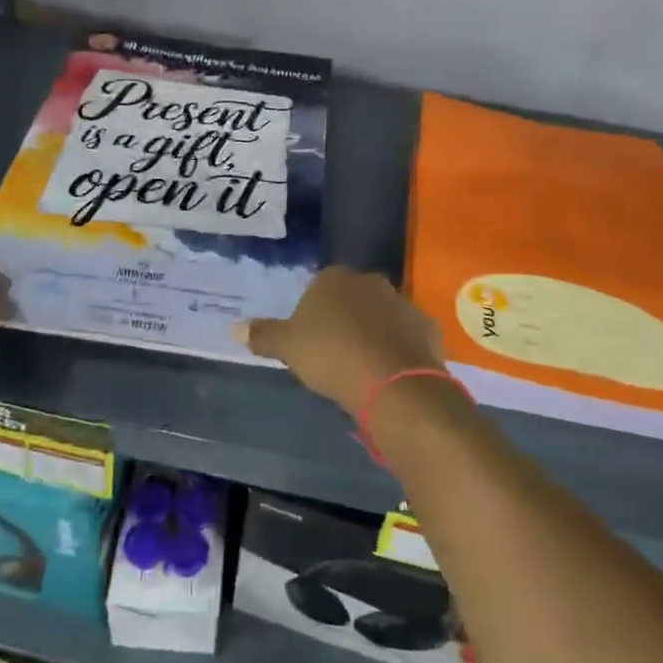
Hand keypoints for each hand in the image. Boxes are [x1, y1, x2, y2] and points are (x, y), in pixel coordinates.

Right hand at [239, 266, 445, 416]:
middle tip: (334, 352)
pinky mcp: (427, 328)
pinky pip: (406, 335)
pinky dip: (398, 348)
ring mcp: (403, 302)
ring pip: (381, 315)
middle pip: (352, 298)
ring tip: (363, 366)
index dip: (313, 313)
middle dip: (345, 318)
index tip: (310, 340)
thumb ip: (263, 335)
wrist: (393, 383)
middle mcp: (371, 282)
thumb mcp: (288, 348)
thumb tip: (234, 328)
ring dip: (373, 332)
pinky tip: (389, 372)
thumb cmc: (331, 356)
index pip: (318, 286)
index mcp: (335, 278)